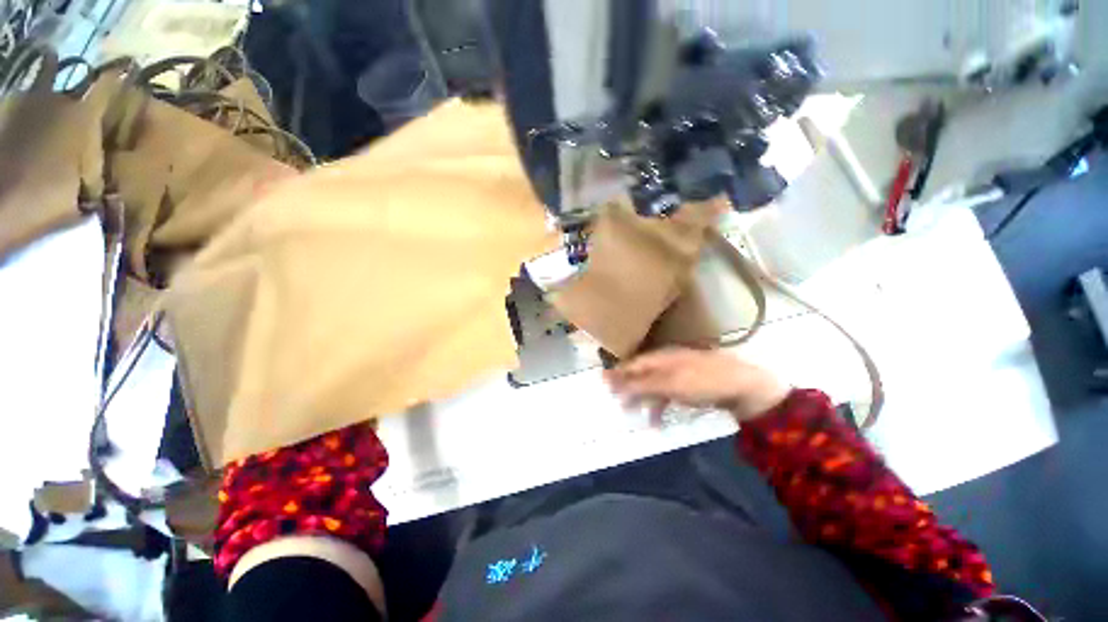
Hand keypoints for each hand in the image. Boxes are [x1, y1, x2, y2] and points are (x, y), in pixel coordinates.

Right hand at [604, 347, 790, 421]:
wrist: (746, 389)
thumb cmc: (704, 381)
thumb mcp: (669, 383)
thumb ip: (640, 384)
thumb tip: (611, 380)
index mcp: (662, 357)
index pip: (633, 364)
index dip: (617, 373)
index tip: (602, 384)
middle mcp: (668, 364)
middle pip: (641, 375)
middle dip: (627, 388)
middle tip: (614, 403)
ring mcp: (679, 377)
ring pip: (652, 387)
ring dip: (641, 400)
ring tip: (630, 414)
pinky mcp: (689, 390)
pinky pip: (667, 398)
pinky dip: (659, 409)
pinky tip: (656, 423)